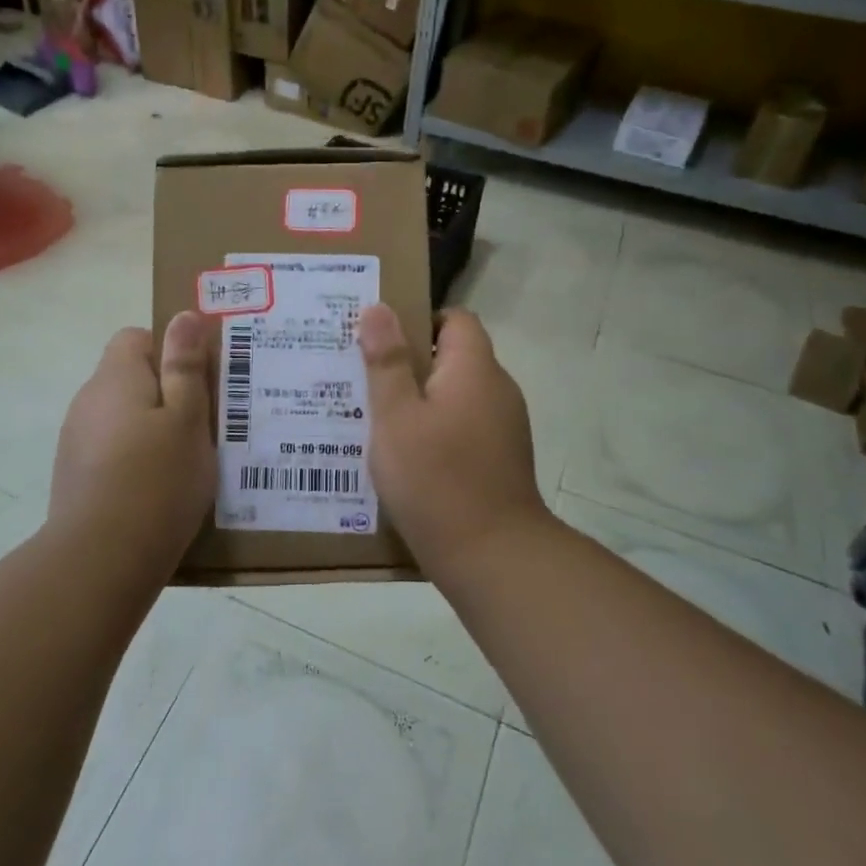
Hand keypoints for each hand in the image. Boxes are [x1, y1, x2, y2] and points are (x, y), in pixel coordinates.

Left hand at [48, 312, 215, 561]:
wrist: (100, 560)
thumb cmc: (157, 480)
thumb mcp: (187, 419)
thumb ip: (185, 366)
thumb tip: (184, 316)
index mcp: (115, 378)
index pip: (136, 338)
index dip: (169, 352)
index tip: (197, 383)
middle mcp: (88, 402)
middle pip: (130, 379)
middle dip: (166, 395)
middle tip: (202, 425)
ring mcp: (76, 441)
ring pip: (122, 419)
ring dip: (151, 430)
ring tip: (185, 464)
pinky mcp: (74, 478)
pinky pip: (111, 453)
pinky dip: (134, 461)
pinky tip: (158, 492)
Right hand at [359, 304, 544, 564]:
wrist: (493, 557)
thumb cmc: (436, 479)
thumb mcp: (396, 418)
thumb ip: (388, 361)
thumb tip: (379, 308)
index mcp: (475, 369)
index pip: (455, 319)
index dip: (418, 319)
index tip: (380, 339)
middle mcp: (497, 390)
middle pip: (453, 357)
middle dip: (409, 362)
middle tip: (361, 375)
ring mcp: (503, 427)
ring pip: (455, 395)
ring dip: (419, 400)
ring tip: (372, 416)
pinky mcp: (500, 459)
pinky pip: (463, 426)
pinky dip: (435, 430)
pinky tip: (402, 454)